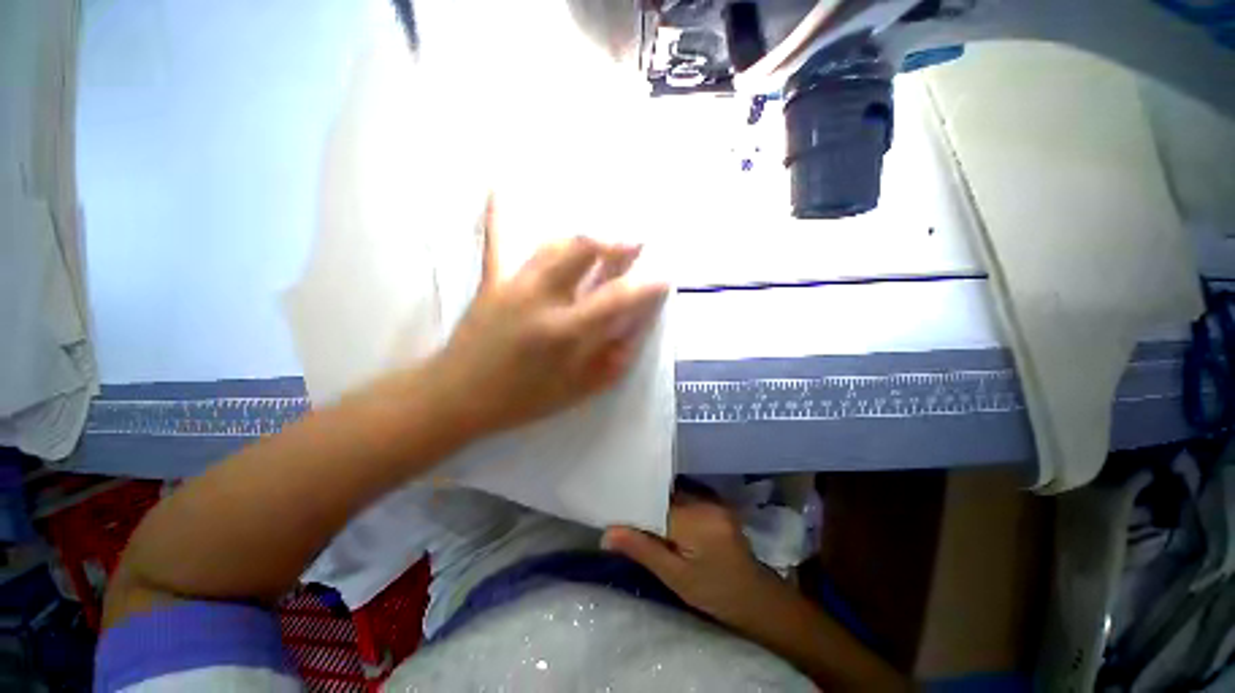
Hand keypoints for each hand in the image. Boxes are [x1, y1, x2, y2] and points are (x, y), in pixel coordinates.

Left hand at [436, 196, 668, 435]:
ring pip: (555, 243)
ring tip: (602, 242)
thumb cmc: (522, 399)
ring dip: (586, 238)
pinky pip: (496, 239)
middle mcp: (541, 297)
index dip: (647, 286)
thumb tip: (634, 331)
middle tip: (635, 245)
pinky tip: (500, 183)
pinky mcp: (492, 279)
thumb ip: (612, 360)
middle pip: (583, 250)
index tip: (664, 279)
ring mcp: (513, 283)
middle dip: (616, 242)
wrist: (458, 395)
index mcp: (564, 331)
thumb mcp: (576, 391)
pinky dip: (500, 212)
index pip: (616, 298)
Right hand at [602, 496, 787, 627]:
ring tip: (642, 515)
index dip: (635, 504)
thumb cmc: (714, 594)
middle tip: (625, 514)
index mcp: (695, 520)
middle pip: (666, 495)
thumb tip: (606, 534)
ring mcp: (715, 500)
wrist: (755, 598)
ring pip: (677, 494)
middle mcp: (706, 502)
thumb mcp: (675, 577)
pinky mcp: (718, 503)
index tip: (616, 509)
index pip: (656, 501)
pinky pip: (689, 497)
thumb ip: (642, 550)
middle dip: (647, 503)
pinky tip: (666, 516)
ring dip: (661, 504)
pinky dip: (674, 505)